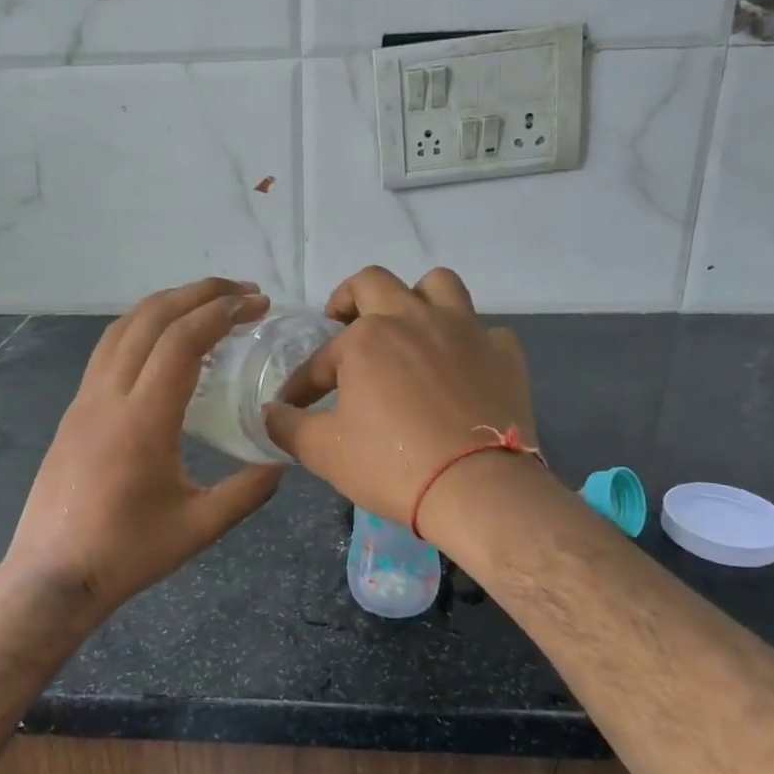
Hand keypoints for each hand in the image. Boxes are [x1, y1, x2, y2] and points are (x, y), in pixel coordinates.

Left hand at [4, 278, 284, 612]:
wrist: (52, 576)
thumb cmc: (127, 553)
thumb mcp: (199, 526)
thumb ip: (247, 490)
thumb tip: (283, 459)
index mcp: (142, 420)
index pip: (182, 341)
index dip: (223, 312)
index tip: (258, 305)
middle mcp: (108, 396)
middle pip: (152, 318)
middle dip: (200, 293)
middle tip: (244, 291)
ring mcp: (84, 399)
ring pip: (124, 327)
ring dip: (168, 303)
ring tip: (207, 303)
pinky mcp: (74, 410)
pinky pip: (108, 348)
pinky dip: (142, 325)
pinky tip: (163, 340)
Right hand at [264, 266, 536, 536]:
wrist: (478, 490)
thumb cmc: (392, 465)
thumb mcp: (324, 451)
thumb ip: (288, 426)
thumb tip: (270, 414)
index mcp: (368, 337)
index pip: (322, 356)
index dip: (303, 382)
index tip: (295, 404)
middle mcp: (415, 318)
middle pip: (375, 282)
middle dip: (350, 299)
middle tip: (343, 324)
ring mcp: (465, 330)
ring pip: (439, 285)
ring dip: (417, 298)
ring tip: (407, 326)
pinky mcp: (503, 353)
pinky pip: (484, 331)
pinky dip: (467, 342)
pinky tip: (460, 367)